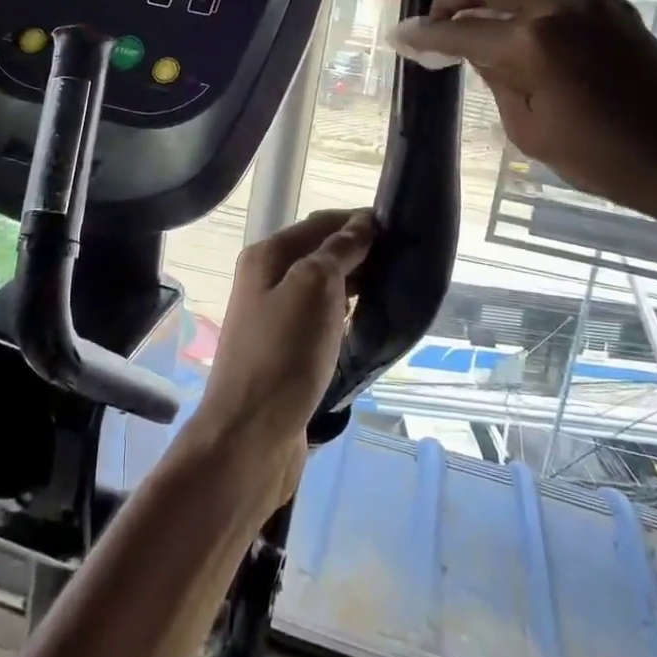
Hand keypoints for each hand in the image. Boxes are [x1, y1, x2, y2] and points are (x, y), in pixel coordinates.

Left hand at [192, 209, 375, 502]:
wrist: (250, 434)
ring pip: (322, 287)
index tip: (400, 227)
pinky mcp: (285, 351)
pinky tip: (367, 320)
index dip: (358, 221)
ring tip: (394, 286)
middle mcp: (266, 280)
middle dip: (359, 251)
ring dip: (354, 283)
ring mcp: (274, 317)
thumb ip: (339, 251)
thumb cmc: (284, 352)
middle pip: (319, 252)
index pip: (320, 224)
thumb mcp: (315, 288)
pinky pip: (321, 319)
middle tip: (405, 259)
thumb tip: (362, 224)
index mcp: (267, 256)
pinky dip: (344, 313)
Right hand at [403, 0, 656, 218]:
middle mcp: (559, 7)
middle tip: (435, 21)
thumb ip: (498, 81)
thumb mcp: (530, 130)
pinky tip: (522, 25)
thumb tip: (479, 53)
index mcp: (533, 43)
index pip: (461, 32)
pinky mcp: (614, 7)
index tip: (399, 36)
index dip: (424, 35)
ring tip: (477, 17)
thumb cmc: (603, 158)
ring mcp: (591, 1)